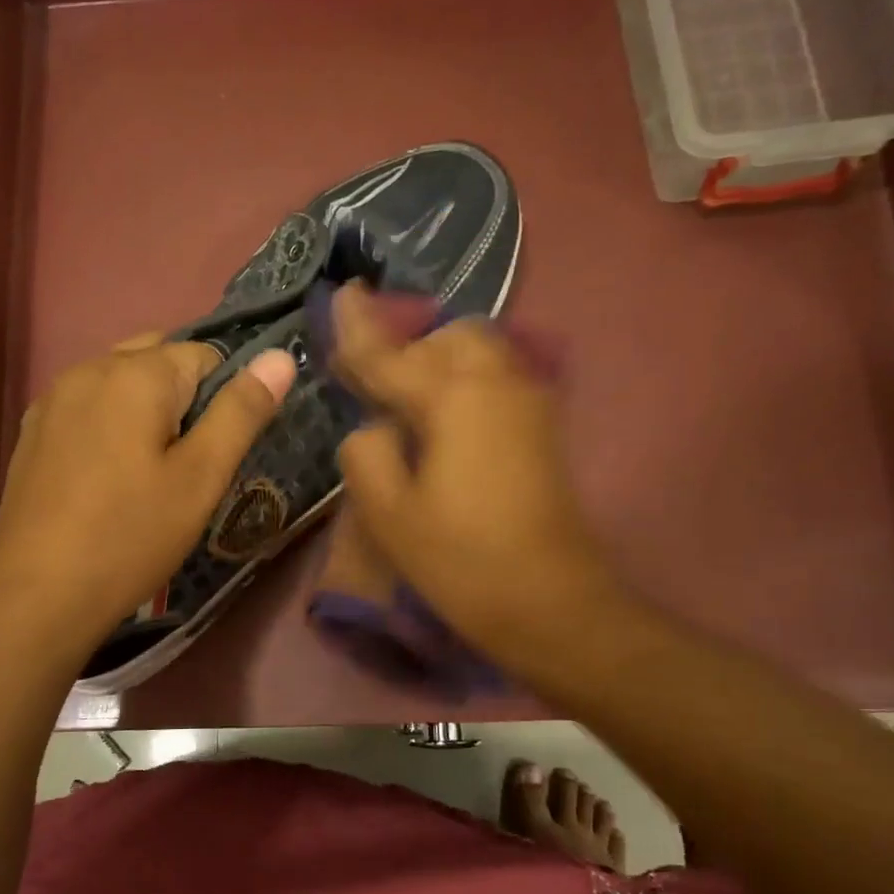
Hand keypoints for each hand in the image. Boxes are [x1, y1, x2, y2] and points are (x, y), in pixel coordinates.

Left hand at [0, 333, 295, 653]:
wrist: (38, 596)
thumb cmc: (131, 536)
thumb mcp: (201, 478)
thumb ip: (241, 411)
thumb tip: (280, 356)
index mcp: (135, 373)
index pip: (204, 354)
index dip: (225, 398)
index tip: (220, 451)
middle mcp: (88, 369)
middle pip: (157, 360)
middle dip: (185, 397)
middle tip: (191, 461)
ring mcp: (52, 400)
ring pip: (119, 382)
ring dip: (146, 410)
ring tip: (152, 471)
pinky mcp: (33, 433)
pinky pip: (87, 408)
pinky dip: (110, 425)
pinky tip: (109, 477)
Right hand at [331, 285, 619, 675]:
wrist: (551, 602)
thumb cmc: (461, 560)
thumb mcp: (388, 513)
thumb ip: (366, 452)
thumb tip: (374, 427)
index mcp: (453, 397)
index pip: (392, 352)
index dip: (359, 326)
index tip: (343, 290)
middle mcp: (497, 382)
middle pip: (447, 337)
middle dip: (408, 347)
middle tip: (373, 382)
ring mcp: (529, 402)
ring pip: (479, 353)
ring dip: (439, 363)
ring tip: (407, 403)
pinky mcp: (543, 427)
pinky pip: (497, 378)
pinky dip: (464, 382)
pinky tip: (444, 420)